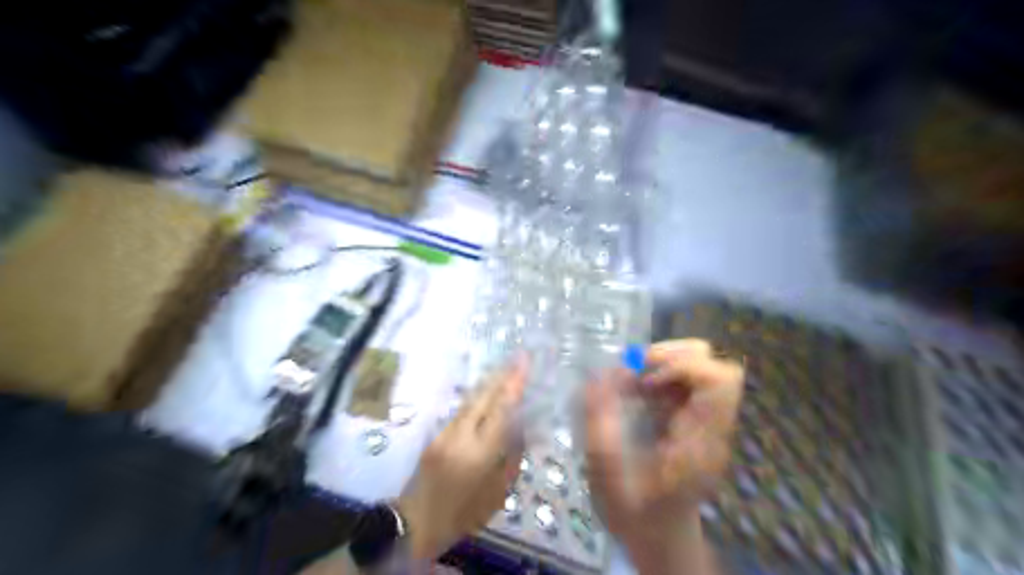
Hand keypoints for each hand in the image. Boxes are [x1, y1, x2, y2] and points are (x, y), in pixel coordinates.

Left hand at [394, 359, 526, 560]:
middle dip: (502, 375)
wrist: (417, 523)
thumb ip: (511, 457)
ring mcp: (444, 433)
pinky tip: (487, 392)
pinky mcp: (436, 434)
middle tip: (517, 357)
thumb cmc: (465, 514)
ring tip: (506, 369)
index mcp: (479, 454)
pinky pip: (462, 410)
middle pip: (482, 397)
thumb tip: (520, 427)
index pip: (500, 410)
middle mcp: (460, 436)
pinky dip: (477, 398)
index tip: (524, 362)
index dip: (514, 384)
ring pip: (470, 400)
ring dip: (489, 383)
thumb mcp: (498, 493)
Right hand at [583, 339, 745, 571]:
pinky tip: (633, 394)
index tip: (645, 382)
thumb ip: (599, 424)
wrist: (662, 542)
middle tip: (633, 372)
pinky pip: (682, 382)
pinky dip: (656, 377)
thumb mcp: (607, 476)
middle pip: (714, 365)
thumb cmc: (636, 516)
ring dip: (661, 365)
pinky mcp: (694, 420)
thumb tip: (595, 377)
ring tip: (628, 383)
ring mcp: (706, 422)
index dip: (682, 367)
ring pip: (699, 367)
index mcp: (702, 441)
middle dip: (670, 357)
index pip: (720, 381)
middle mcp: (712, 426)